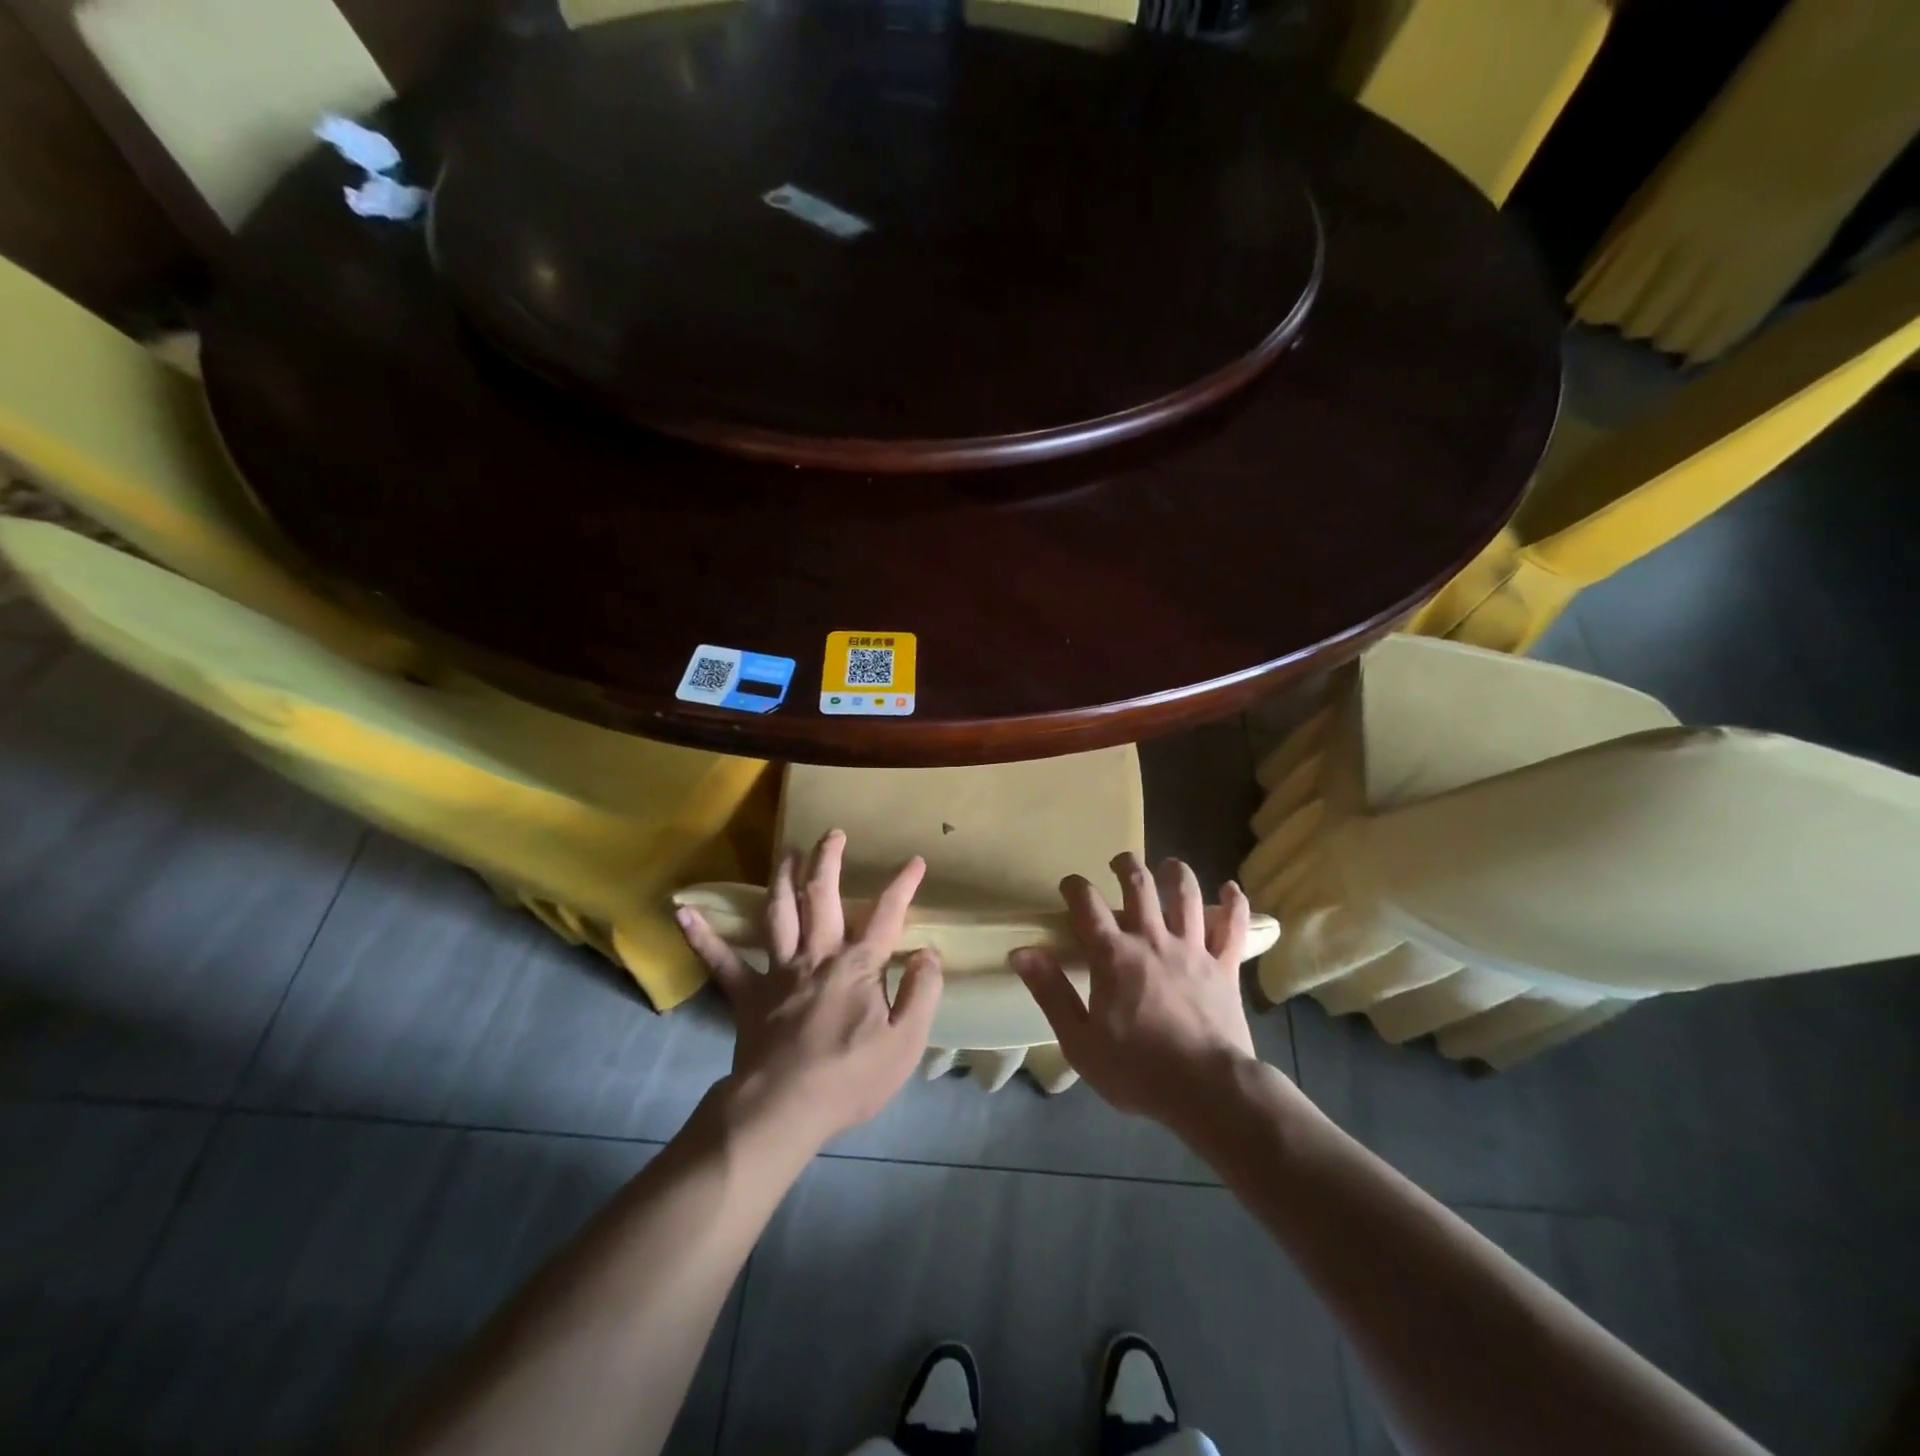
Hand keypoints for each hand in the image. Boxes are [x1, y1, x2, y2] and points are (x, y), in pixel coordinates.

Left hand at [676, 830, 943, 1151]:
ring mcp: (778, 972)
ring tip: (786, 852)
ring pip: (778, 913)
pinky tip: (684, 912)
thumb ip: (921, 992)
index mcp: (857, 966)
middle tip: (831, 833)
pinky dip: (702, 937)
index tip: (914, 861)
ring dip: (782, 879)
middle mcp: (817, 956)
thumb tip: (927, 953)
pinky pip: (722, 961)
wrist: (782, 1110)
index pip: (886, 915)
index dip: (902, 886)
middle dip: (828, 861)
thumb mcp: (905, 1042)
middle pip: (821, 897)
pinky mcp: (748, 994)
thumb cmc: (849, 1078)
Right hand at [1013, 853, 1257, 1130]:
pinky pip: (1234, 928)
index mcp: (1113, 955)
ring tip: (1168, 865)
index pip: (1087, 904)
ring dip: (1176, 873)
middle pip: (1139, 885)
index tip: (1069, 885)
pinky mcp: (1225, 967)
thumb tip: (1021, 952)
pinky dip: (1235, 905)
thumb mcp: (1079, 1040)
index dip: (1075, 887)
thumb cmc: (1136, 1070)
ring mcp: (1193, 949)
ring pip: (1186, 896)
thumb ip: (1050, 992)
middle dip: (1126, 866)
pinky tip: (1231, 889)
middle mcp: (1153, 939)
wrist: (1207, 1090)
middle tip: (1119, 862)